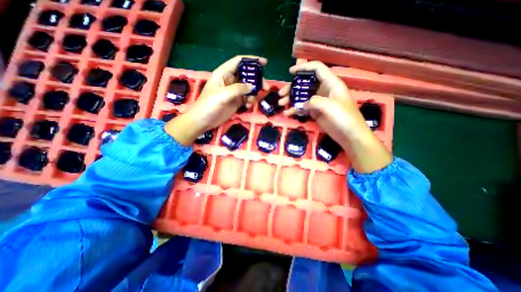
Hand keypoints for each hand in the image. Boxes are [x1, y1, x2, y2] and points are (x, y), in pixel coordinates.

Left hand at [165, 55, 270, 144]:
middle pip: (247, 75)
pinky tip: (248, 106)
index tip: (264, 63)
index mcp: (223, 74)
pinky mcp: (236, 101)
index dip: (251, 60)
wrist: (203, 121)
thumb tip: (252, 86)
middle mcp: (230, 81)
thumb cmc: (208, 105)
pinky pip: (247, 98)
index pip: (238, 62)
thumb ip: (238, 89)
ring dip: (254, 93)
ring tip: (253, 101)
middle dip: (257, 80)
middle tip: (265, 87)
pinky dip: (250, 101)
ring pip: (249, 87)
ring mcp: (234, 92)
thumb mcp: (222, 95)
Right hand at [278, 61, 367, 150]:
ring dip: (291, 99)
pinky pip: (303, 107)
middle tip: (281, 94)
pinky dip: (295, 109)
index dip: (304, 67)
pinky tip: (288, 113)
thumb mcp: (330, 107)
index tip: (290, 72)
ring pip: (303, 96)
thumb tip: (303, 103)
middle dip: (292, 87)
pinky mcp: (316, 112)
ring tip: (281, 104)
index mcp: (331, 83)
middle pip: (306, 84)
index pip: (317, 69)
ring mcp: (319, 102)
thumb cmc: (344, 118)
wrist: (350, 136)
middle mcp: (324, 90)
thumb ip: (315, 101)